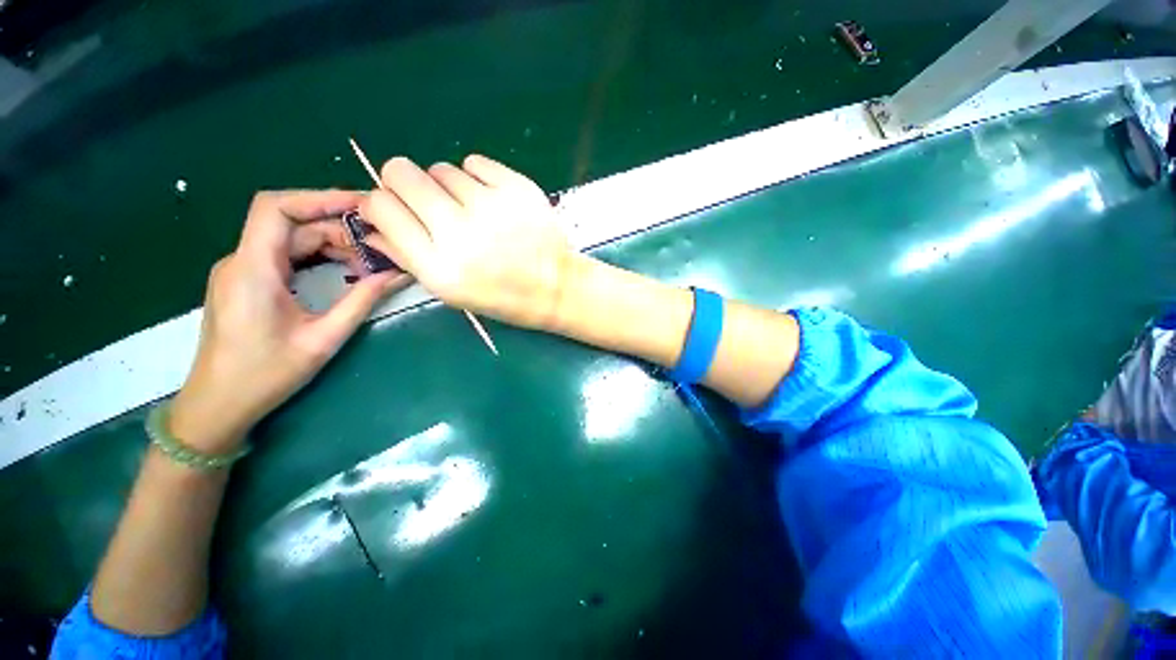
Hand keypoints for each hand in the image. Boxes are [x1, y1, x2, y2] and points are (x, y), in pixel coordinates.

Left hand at [170, 190, 410, 452]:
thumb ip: (360, 301)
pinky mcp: (248, 282)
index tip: (362, 205)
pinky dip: (318, 257)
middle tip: (380, 246)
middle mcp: (243, 261)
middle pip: (292, 224)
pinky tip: (344, 272)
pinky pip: (286, 256)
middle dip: (339, 229)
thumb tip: (396, 275)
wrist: (218, 405)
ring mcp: (243, 271)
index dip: (318, 197)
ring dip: (332, 244)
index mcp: (253, 269)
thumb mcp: (322, 339)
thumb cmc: (265, 375)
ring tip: (369, 263)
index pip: (276, 208)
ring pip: (291, 239)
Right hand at [360, 155, 575, 329]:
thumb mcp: (450, 291)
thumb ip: (407, 256)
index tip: (394, 209)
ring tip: (471, 210)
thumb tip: (373, 223)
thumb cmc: (502, 295)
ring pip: (440, 167)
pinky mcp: (516, 187)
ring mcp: (491, 206)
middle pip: (401, 172)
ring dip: (446, 186)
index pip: (381, 207)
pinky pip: (474, 162)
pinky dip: (475, 177)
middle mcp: (460, 231)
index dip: (381, 203)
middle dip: (405, 184)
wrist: (556, 287)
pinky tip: (490, 199)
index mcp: (439, 266)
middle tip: (429, 202)